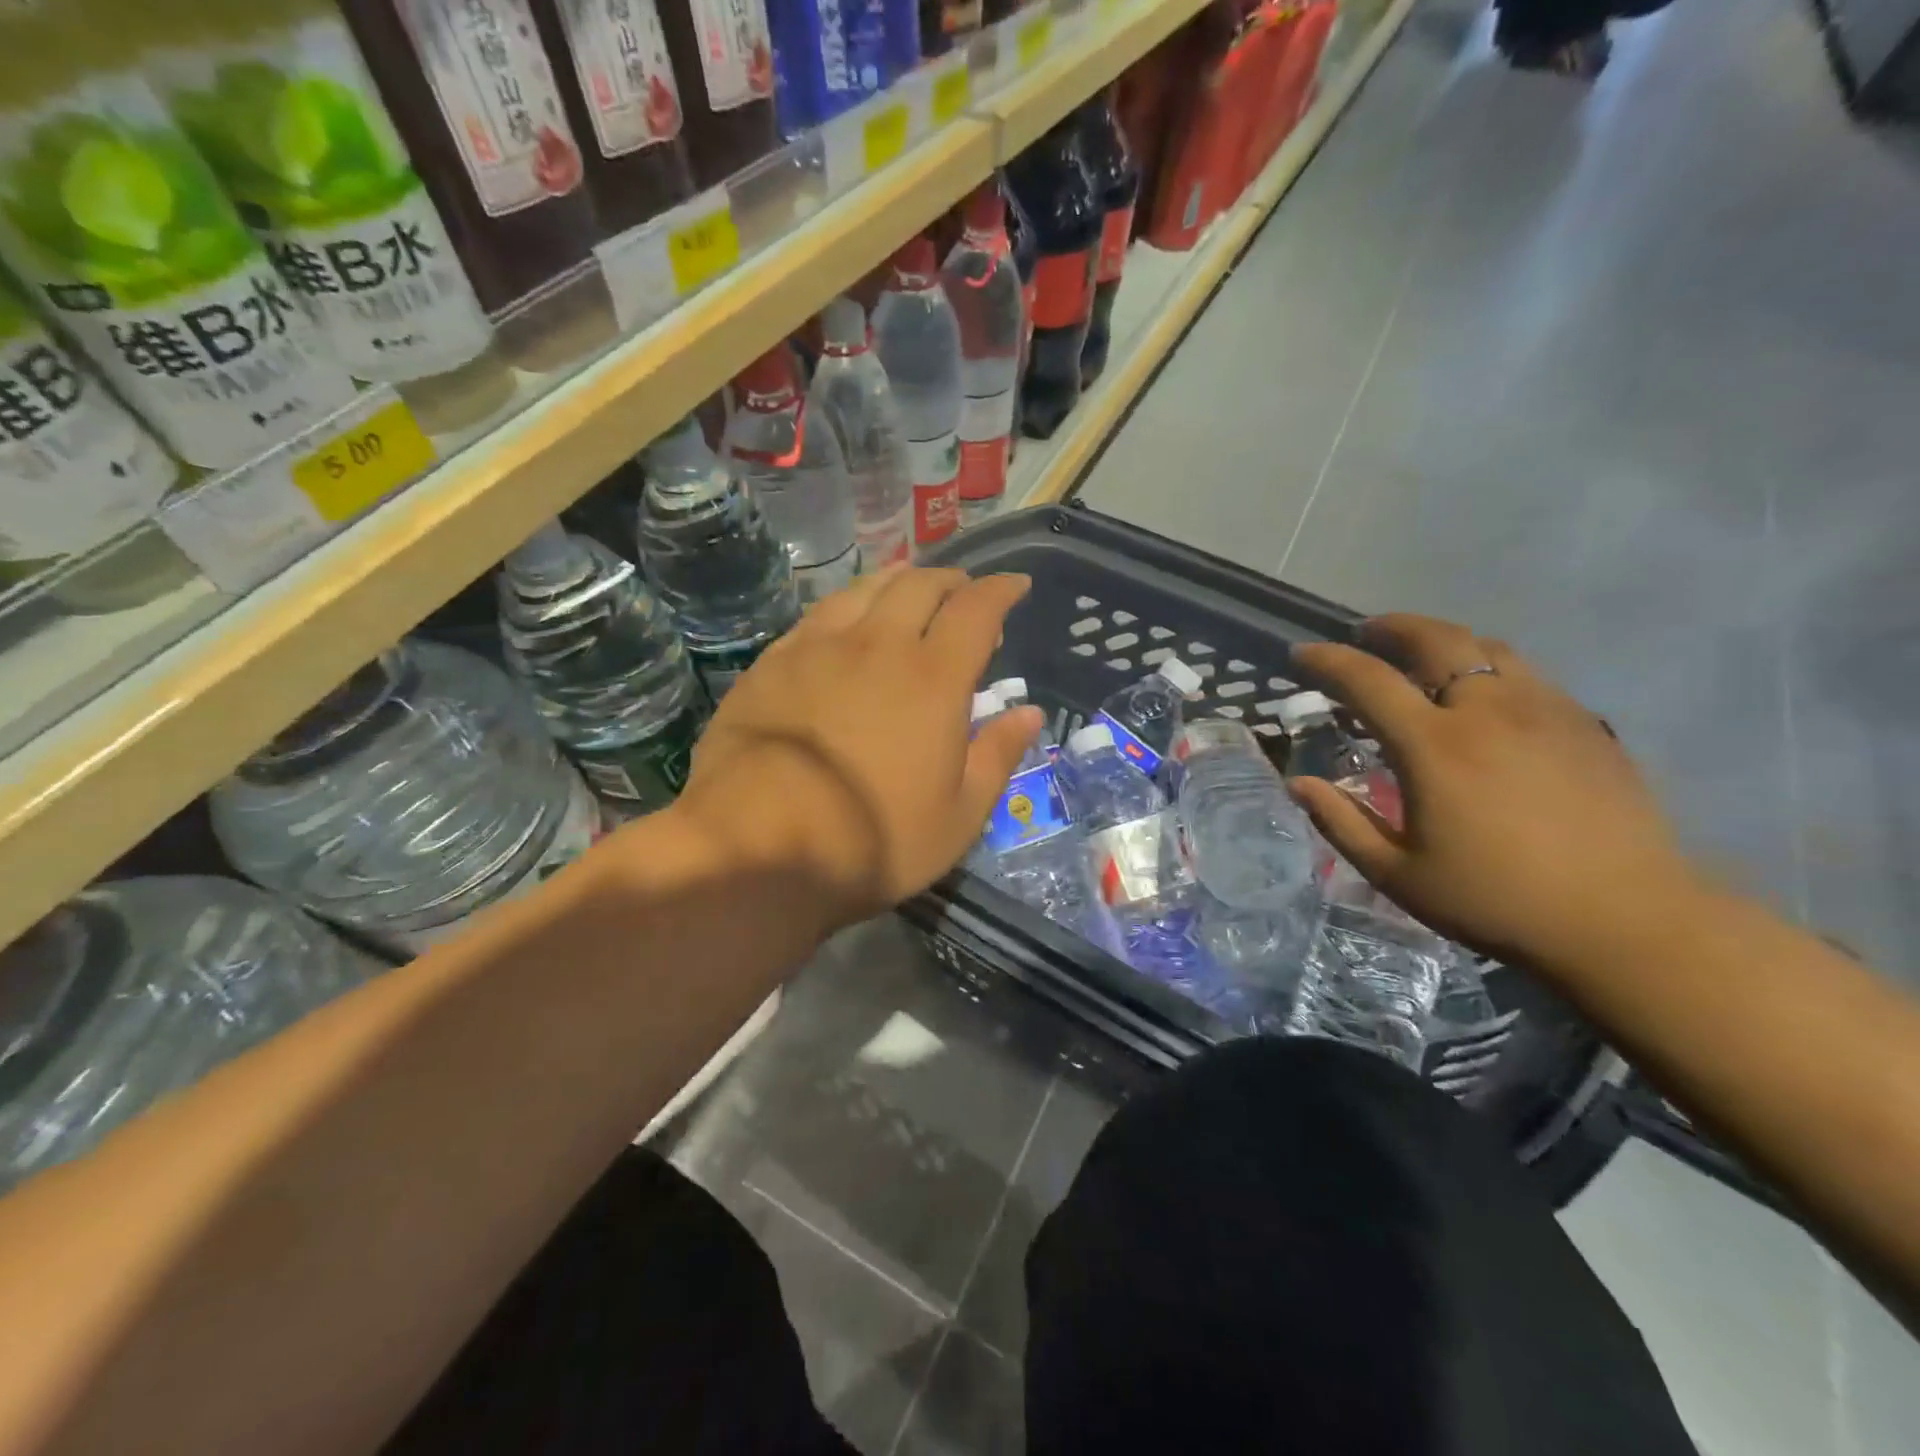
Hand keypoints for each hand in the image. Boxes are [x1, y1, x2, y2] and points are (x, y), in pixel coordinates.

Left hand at [671, 566, 1040, 933]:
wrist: (759, 845)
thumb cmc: (874, 839)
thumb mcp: (959, 815)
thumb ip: (997, 755)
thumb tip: (1029, 713)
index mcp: (934, 678)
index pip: (977, 610)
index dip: (1002, 590)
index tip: (1016, 584)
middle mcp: (879, 645)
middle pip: (920, 586)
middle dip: (951, 580)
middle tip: (963, 591)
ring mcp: (819, 648)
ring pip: (865, 589)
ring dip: (898, 581)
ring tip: (909, 588)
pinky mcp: (773, 662)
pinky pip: (819, 614)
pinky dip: (848, 606)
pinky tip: (845, 621)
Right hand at [1289, 614, 1702, 970]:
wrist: (1624, 922)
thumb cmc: (1495, 900)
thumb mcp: (1397, 874)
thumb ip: (1341, 822)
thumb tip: (1299, 784)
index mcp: (1433, 746)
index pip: (1367, 679)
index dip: (1328, 660)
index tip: (1302, 653)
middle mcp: (1488, 711)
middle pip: (1436, 639)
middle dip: (1392, 627)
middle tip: (1366, 633)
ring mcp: (1544, 711)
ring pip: (1488, 648)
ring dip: (1444, 641)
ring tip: (1423, 657)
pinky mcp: (1586, 725)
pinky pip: (1528, 674)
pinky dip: (1490, 668)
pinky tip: (1485, 697)